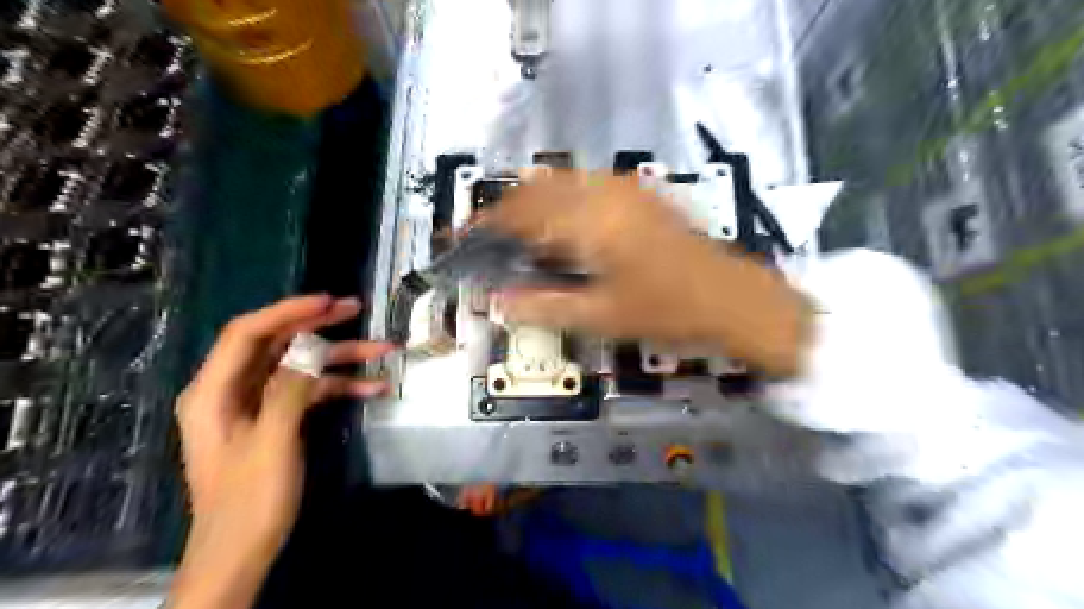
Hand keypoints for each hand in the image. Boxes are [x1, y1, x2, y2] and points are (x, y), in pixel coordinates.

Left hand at [173, 298, 396, 608]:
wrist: (242, 552)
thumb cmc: (249, 501)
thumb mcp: (271, 443)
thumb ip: (290, 390)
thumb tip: (313, 351)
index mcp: (214, 391)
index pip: (248, 333)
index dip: (287, 311)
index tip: (328, 301)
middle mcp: (233, 390)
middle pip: (277, 343)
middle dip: (318, 325)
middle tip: (356, 309)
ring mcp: (258, 404)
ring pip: (301, 366)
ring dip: (340, 358)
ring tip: (383, 349)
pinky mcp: (278, 419)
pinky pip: (311, 391)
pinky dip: (340, 387)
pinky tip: (374, 388)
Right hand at [492, 175, 812, 377]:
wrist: (729, 297)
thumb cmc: (666, 310)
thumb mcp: (600, 317)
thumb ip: (543, 306)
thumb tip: (498, 302)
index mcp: (588, 223)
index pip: (519, 215)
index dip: (484, 225)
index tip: (461, 237)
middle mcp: (601, 195)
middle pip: (535, 190)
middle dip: (504, 211)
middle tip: (485, 236)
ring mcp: (623, 189)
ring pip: (559, 182)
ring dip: (531, 201)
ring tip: (516, 230)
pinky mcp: (638, 193)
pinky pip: (584, 184)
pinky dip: (560, 198)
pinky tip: (560, 221)